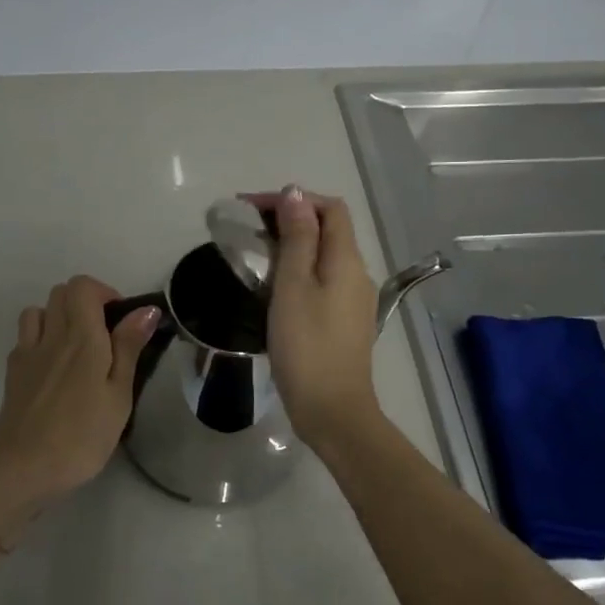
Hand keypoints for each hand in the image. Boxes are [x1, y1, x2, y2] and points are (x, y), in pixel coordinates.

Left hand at [0, 276, 158, 520]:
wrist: (23, 467)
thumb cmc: (82, 434)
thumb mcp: (118, 394)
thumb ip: (128, 347)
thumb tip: (145, 310)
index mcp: (81, 336)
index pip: (83, 286)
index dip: (104, 293)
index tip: (121, 322)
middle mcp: (51, 334)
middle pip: (60, 292)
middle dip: (84, 302)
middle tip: (104, 335)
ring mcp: (27, 353)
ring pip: (38, 311)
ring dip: (58, 317)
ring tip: (76, 348)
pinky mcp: (12, 373)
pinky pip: (25, 338)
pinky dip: (40, 339)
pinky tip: (52, 369)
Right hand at [247, 186, 384, 447]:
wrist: (332, 410)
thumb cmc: (307, 345)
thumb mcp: (293, 285)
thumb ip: (296, 237)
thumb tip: (295, 194)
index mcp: (347, 259)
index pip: (330, 208)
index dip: (294, 199)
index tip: (253, 207)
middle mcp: (357, 273)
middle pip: (328, 229)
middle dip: (289, 219)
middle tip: (247, 228)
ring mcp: (354, 299)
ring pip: (324, 255)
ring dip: (291, 244)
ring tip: (254, 253)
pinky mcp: (345, 321)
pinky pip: (323, 279)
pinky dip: (298, 269)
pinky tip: (273, 286)